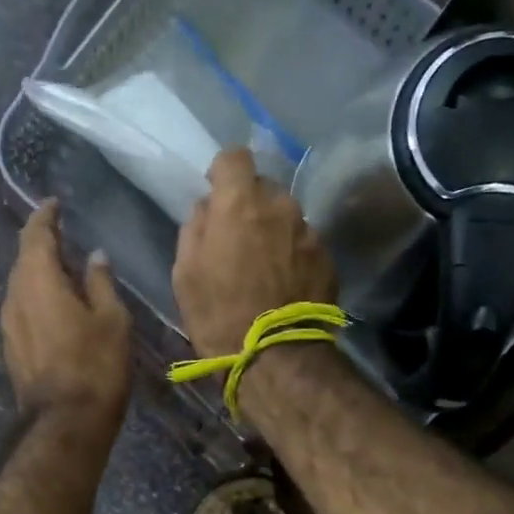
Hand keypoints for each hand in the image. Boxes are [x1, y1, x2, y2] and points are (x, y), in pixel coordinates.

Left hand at [1, 199, 131, 431]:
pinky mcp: (11, 347)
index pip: (35, 235)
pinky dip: (37, 298)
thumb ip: (100, 282)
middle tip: (65, 237)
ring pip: (21, 285)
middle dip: (42, 244)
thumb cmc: (95, 365)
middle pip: (24, 259)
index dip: (45, 217)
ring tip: (65, 272)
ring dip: (39, 273)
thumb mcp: (111, 319)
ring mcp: (8, 324)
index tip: (54, 204)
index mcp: (38, 280)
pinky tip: (56, 306)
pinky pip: (22, 308)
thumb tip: (95, 257)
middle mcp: (14, 296)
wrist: (65, 422)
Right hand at [173, 148, 336, 358]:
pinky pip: (304, 243)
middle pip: (264, 188)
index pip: (234, 157)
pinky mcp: (327, 258)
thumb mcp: (185, 273)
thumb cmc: (218, 315)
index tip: (216, 194)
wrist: (276, 357)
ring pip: (287, 216)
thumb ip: (195, 229)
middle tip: (238, 238)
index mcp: (240, 204)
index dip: (223, 172)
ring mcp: (308, 232)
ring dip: (274, 230)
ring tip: (264, 266)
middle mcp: (280, 206)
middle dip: (250, 205)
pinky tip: (284, 284)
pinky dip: (293, 254)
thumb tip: (206, 208)